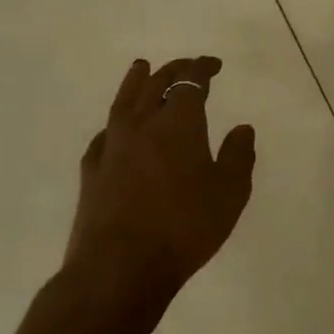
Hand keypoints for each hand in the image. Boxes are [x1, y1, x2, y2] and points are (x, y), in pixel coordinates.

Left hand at [64, 56, 256, 305]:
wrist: (118, 269)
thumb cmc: (184, 227)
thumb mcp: (230, 193)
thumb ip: (238, 156)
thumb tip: (242, 128)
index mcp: (179, 123)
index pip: (190, 81)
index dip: (203, 68)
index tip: (214, 65)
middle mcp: (143, 124)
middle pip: (156, 83)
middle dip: (174, 70)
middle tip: (187, 67)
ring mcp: (112, 146)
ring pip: (125, 101)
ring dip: (136, 81)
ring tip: (141, 67)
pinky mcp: (91, 171)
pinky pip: (105, 133)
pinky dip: (115, 122)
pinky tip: (116, 129)